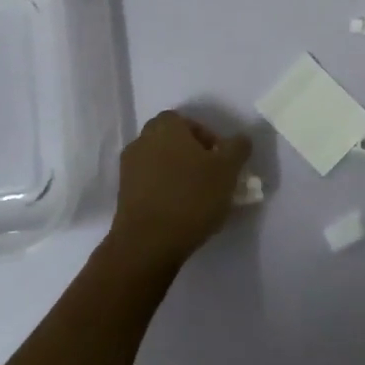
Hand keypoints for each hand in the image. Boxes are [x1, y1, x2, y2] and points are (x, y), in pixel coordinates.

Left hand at [106, 111, 253, 269]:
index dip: (208, 138)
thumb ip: (238, 148)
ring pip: (162, 163)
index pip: (189, 122)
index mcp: (165, 127)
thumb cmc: (192, 197)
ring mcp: (129, 168)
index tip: (221, 161)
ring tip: (199, 198)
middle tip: (212, 177)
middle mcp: (142, 141)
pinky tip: (181, 211)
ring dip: (179, 174)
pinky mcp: (123, 194)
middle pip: (174, 142)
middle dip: (194, 156)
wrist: (148, 243)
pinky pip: (151, 184)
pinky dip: (166, 191)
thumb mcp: (228, 169)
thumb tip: (240, 140)